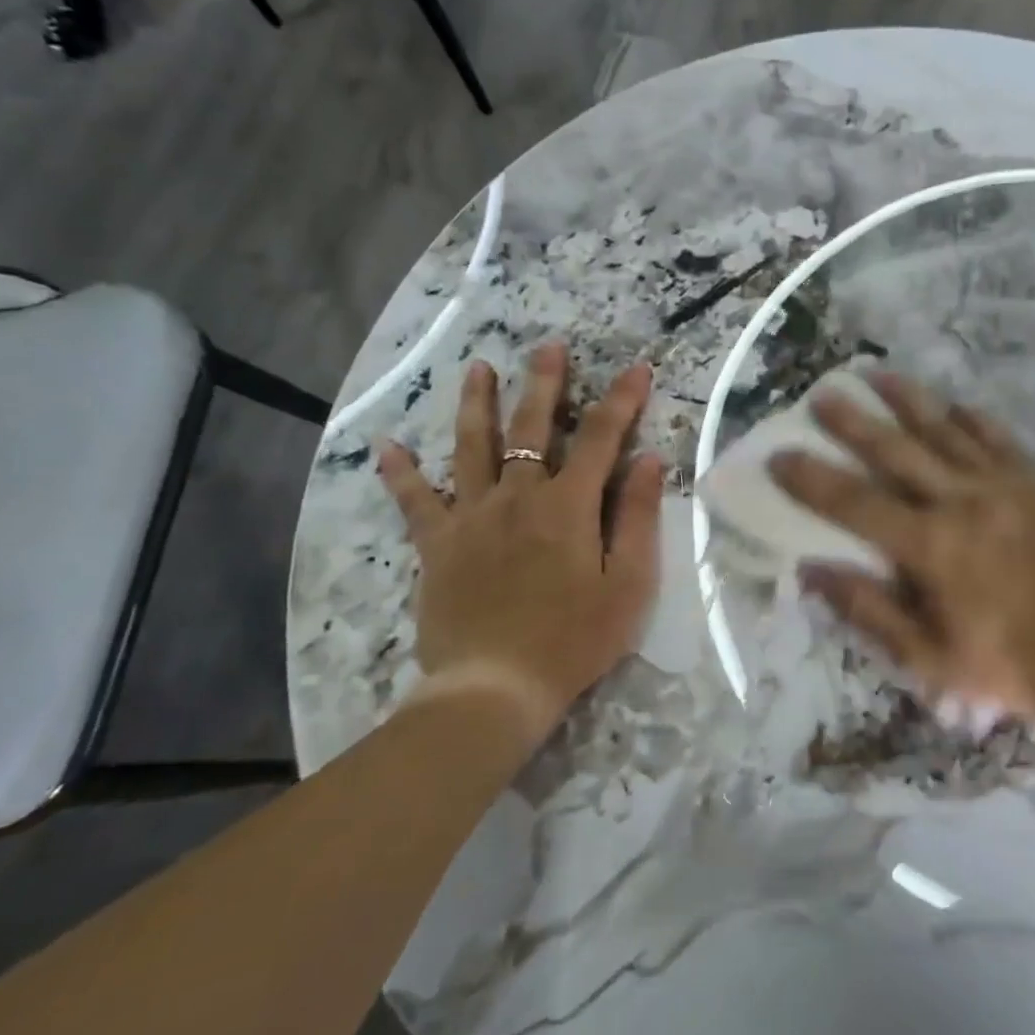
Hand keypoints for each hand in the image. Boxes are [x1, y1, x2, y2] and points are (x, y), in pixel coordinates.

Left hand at [378, 342, 663, 744]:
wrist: (495, 687)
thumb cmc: (574, 639)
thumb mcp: (628, 584)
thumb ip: (638, 517)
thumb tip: (648, 459)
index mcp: (568, 505)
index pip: (601, 437)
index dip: (622, 400)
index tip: (637, 368)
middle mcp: (518, 496)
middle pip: (531, 427)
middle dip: (544, 383)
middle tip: (548, 346)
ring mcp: (471, 517)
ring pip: (471, 447)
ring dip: (476, 404)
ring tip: (476, 368)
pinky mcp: (437, 545)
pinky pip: (414, 502)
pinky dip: (400, 473)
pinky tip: (386, 446)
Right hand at [769, 374, 1034, 719]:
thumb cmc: (1009, 664)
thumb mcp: (928, 658)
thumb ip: (869, 610)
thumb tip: (812, 569)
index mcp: (931, 546)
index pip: (854, 503)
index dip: (812, 479)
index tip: (780, 456)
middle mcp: (962, 500)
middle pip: (896, 451)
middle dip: (853, 422)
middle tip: (822, 395)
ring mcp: (1004, 483)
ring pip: (945, 430)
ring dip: (907, 400)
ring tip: (878, 374)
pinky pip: (997, 437)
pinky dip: (971, 419)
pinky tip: (954, 405)